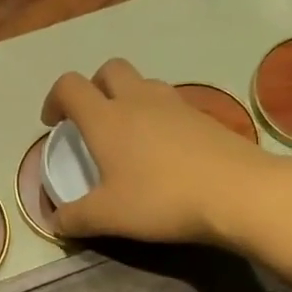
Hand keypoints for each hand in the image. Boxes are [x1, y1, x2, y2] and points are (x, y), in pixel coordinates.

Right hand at [41, 59, 272, 245]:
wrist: (237, 192)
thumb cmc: (161, 199)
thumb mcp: (108, 217)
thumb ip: (74, 218)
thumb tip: (53, 221)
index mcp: (106, 118)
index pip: (70, 86)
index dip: (54, 99)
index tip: (54, 125)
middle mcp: (138, 100)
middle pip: (109, 70)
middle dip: (94, 87)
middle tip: (92, 120)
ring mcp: (175, 104)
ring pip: (143, 84)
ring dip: (128, 98)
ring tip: (128, 135)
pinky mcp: (204, 117)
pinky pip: (171, 104)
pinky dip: (158, 117)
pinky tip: (164, 151)